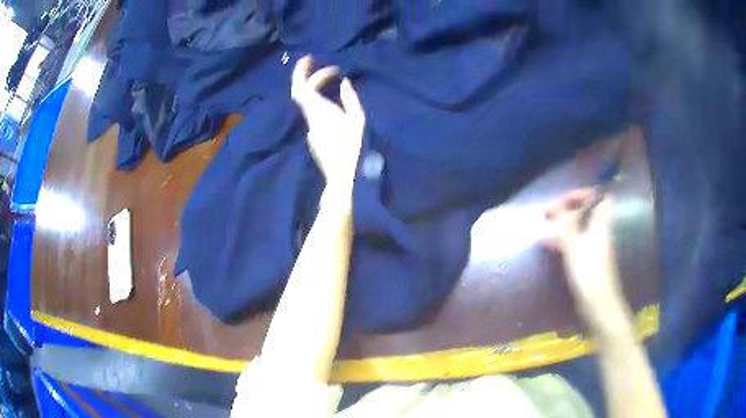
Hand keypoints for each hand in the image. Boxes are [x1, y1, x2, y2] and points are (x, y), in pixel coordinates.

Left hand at [291, 56, 364, 186]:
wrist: (341, 175)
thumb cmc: (352, 148)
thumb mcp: (358, 122)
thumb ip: (350, 99)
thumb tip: (345, 83)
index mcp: (320, 112)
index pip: (307, 88)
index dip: (317, 75)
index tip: (335, 70)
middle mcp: (310, 117)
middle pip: (297, 92)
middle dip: (300, 73)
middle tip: (307, 59)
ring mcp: (309, 125)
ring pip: (302, 100)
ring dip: (308, 85)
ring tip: (319, 74)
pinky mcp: (312, 132)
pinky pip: (309, 108)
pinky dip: (314, 96)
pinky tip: (324, 94)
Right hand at [544, 189, 629, 329]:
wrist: (599, 302)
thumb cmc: (588, 272)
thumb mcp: (574, 245)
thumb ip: (565, 224)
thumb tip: (556, 205)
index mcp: (600, 223)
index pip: (598, 198)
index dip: (583, 194)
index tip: (564, 198)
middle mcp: (599, 231)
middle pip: (586, 212)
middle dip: (567, 209)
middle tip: (549, 212)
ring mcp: (594, 246)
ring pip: (579, 228)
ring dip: (563, 225)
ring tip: (545, 227)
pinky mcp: (589, 260)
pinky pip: (576, 243)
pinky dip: (564, 240)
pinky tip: (548, 245)